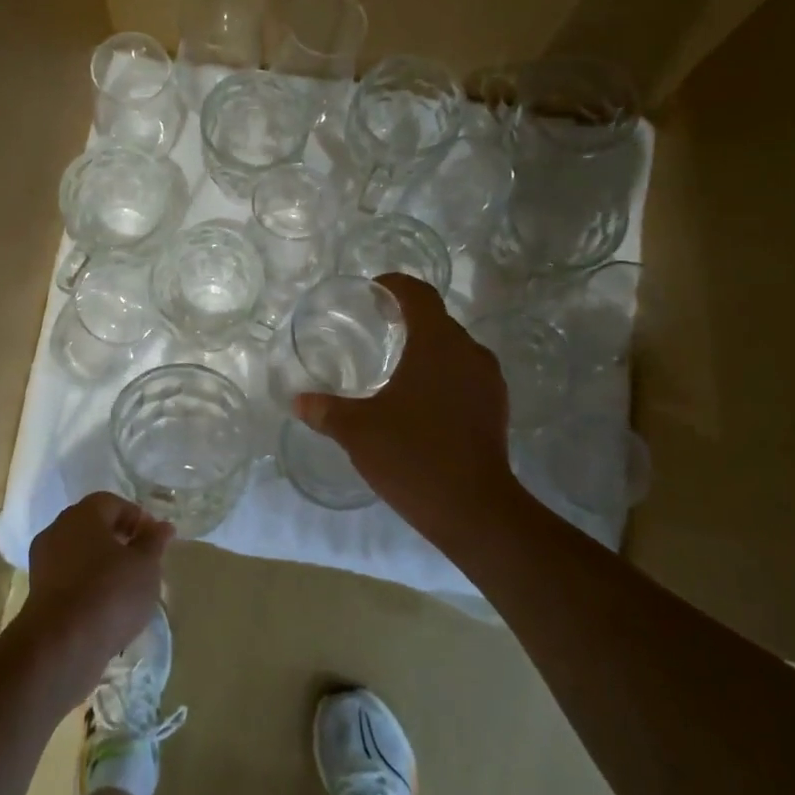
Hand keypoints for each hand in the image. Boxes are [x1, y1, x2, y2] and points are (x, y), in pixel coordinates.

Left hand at [14, 492, 171, 690]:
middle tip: (143, 562)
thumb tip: (162, 526)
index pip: (113, 503)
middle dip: (120, 540)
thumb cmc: (110, 593)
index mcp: (83, 514)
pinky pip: (69, 578)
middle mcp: (58, 529)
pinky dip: (88, 585)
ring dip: (103, 564)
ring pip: (80, 553)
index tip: (155, 541)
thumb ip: (154, 542)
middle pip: (93, 526)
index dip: (137, 518)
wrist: (62, 645)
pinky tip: (106, 607)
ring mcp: (44, 561)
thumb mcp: (145, 566)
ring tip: (128, 588)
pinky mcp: (38, 591)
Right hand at [295, 273, 521, 546]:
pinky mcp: (495, 408)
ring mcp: (487, 381)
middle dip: (407, 319)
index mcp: (436, 344)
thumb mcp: (357, 431)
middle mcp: (468, 352)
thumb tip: (299, 400)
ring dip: (426, 349)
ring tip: (395, 366)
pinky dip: (441, 374)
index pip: (419, 295)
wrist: (473, 509)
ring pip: (453, 349)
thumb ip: (326, 410)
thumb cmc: (412, 455)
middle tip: (375, 328)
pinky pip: (464, 375)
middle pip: (437, 320)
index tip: (373, 292)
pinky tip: (419, 401)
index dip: (395, 286)